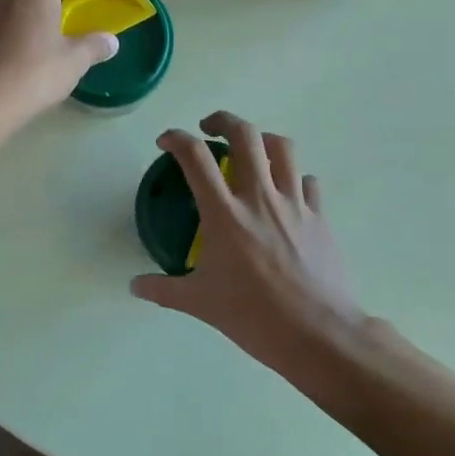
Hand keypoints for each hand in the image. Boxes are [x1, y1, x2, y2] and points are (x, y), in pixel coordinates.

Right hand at [133, 112, 365, 376]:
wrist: (318, 334)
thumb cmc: (254, 317)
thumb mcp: (200, 304)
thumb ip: (164, 290)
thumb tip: (135, 286)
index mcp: (225, 214)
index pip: (195, 157)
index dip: (176, 138)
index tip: (167, 141)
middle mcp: (260, 197)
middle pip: (245, 135)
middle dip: (223, 120)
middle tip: (210, 128)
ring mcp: (294, 203)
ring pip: (282, 147)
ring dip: (262, 140)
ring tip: (251, 149)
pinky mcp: (320, 216)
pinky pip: (308, 182)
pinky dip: (294, 177)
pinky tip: (286, 192)